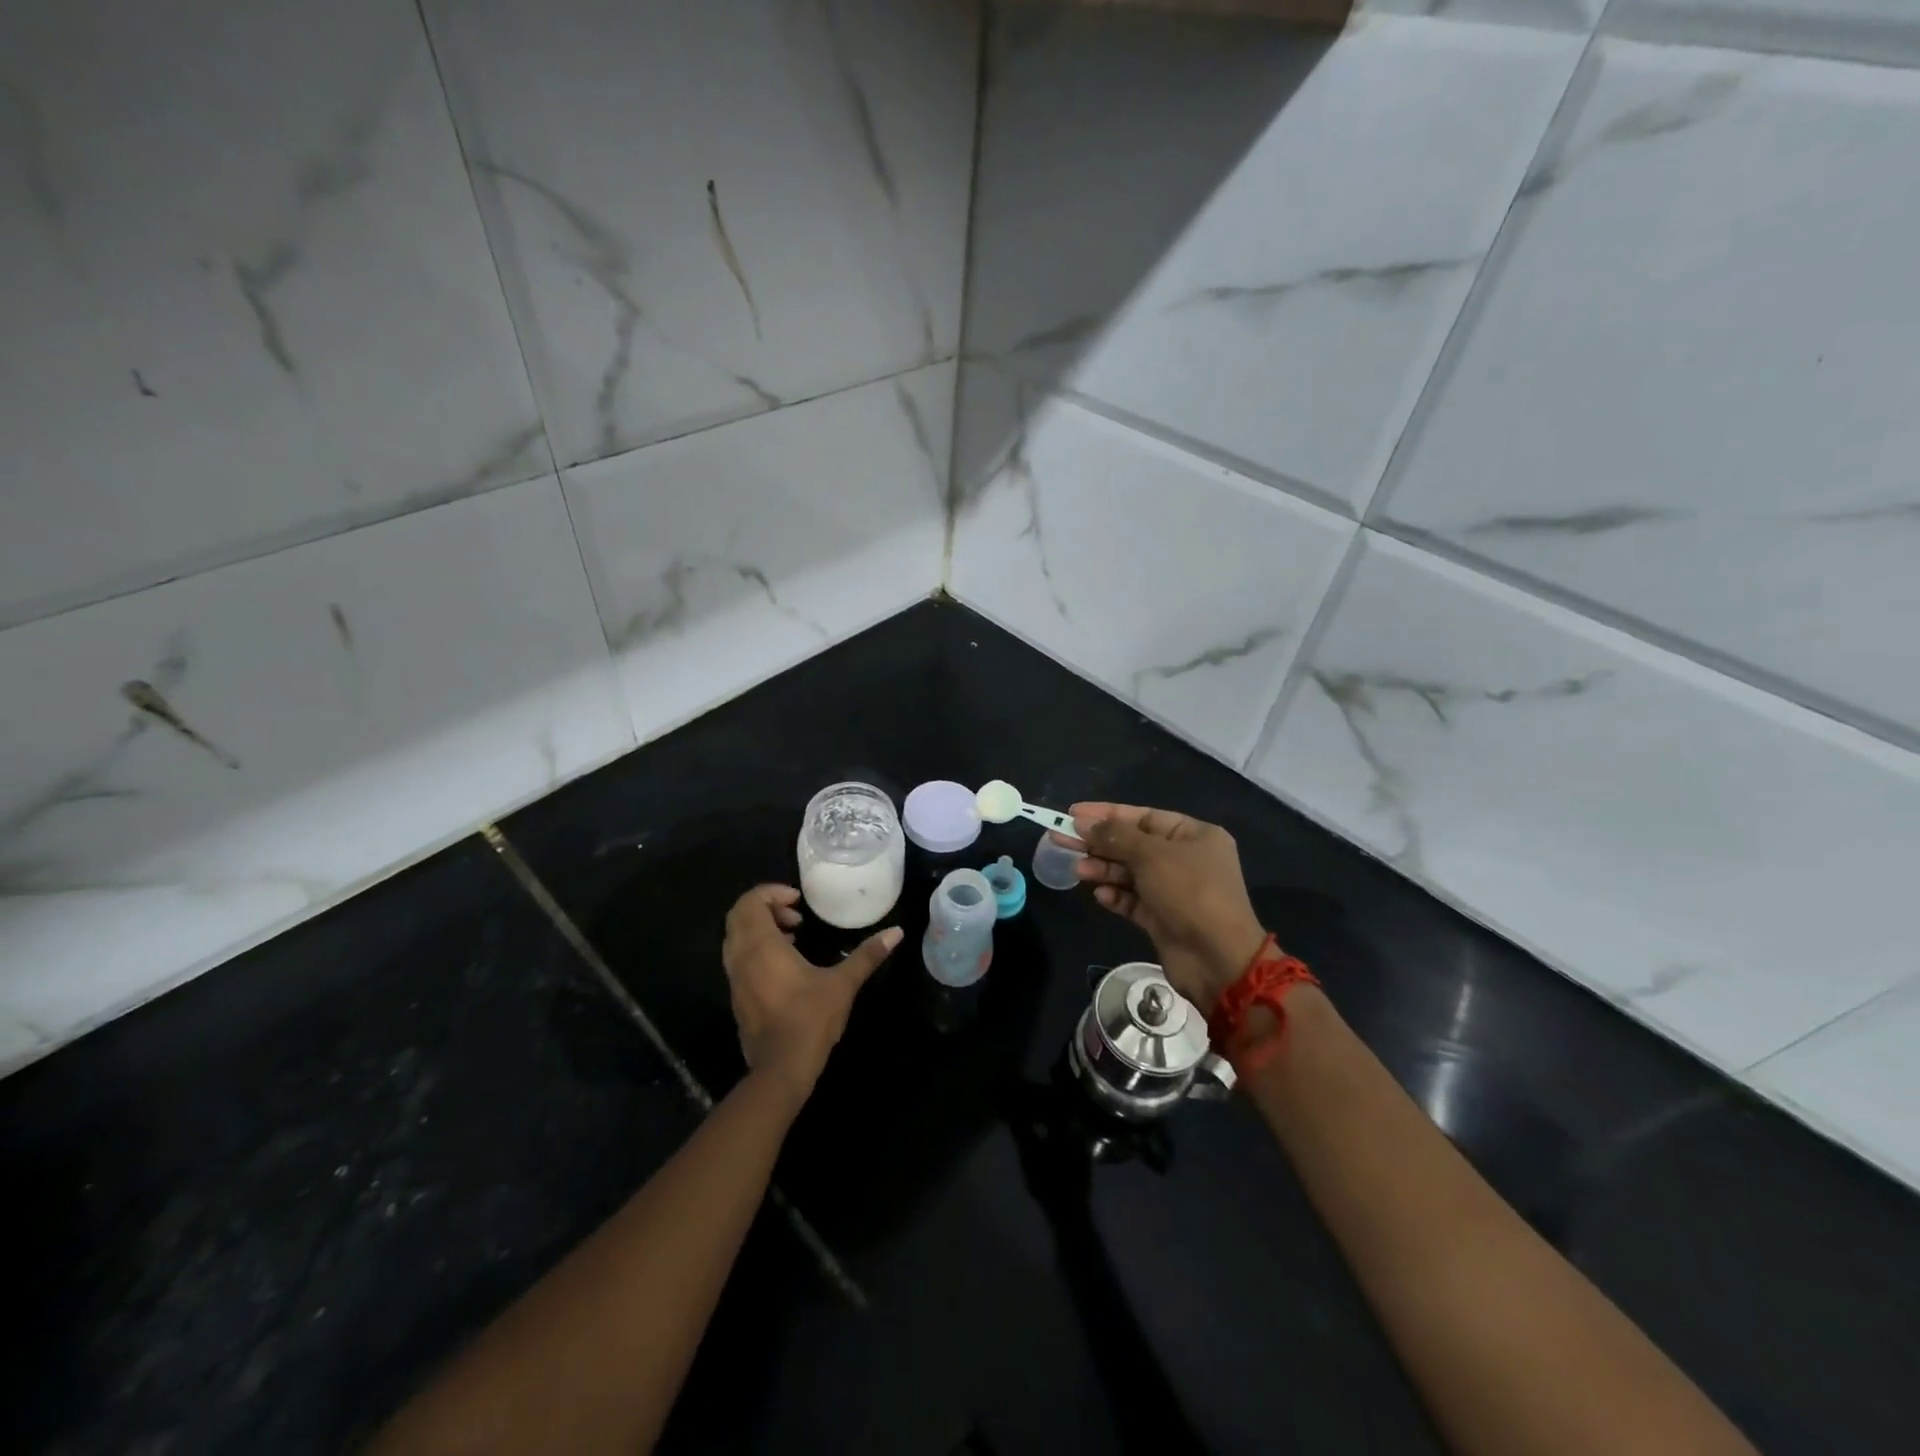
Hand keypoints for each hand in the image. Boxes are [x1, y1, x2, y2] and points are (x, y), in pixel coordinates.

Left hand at [722, 885, 899, 1101]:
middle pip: (738, 916)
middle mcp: (741, 958)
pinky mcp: (737, 996)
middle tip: (796, 915)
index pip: (750, 902)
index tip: (798, 900)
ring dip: (760, 928)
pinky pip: (739, 958)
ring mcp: (735, 979)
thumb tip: (896, 932)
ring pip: (736, 937)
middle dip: (765, 907)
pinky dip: (756, 948)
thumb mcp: (843, 984)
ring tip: (793, 935)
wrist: (780, 1069)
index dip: (772, 892)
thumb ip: (867, 955)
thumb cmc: (810, 1020)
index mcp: (761, 946)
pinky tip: (785, 964)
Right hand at [1056, 804, 1266, 1015]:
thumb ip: (1115, 837)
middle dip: (1099, 843)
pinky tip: (1101, 896)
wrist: (1218, 959)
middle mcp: (1186, 859)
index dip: (1107, 814)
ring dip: (1103, 870)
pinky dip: (1116, 896)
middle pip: (1133, 844)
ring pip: (1130, 873)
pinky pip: (1133, 900)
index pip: (1143, 816)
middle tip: (1061, 840)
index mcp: (1194, 835)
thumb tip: (1083, 823)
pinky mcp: (1163, 918)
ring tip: (1079, 871)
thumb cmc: (1190, 893)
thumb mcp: (1152, 856)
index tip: (1073, 813)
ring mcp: (1175, 890)